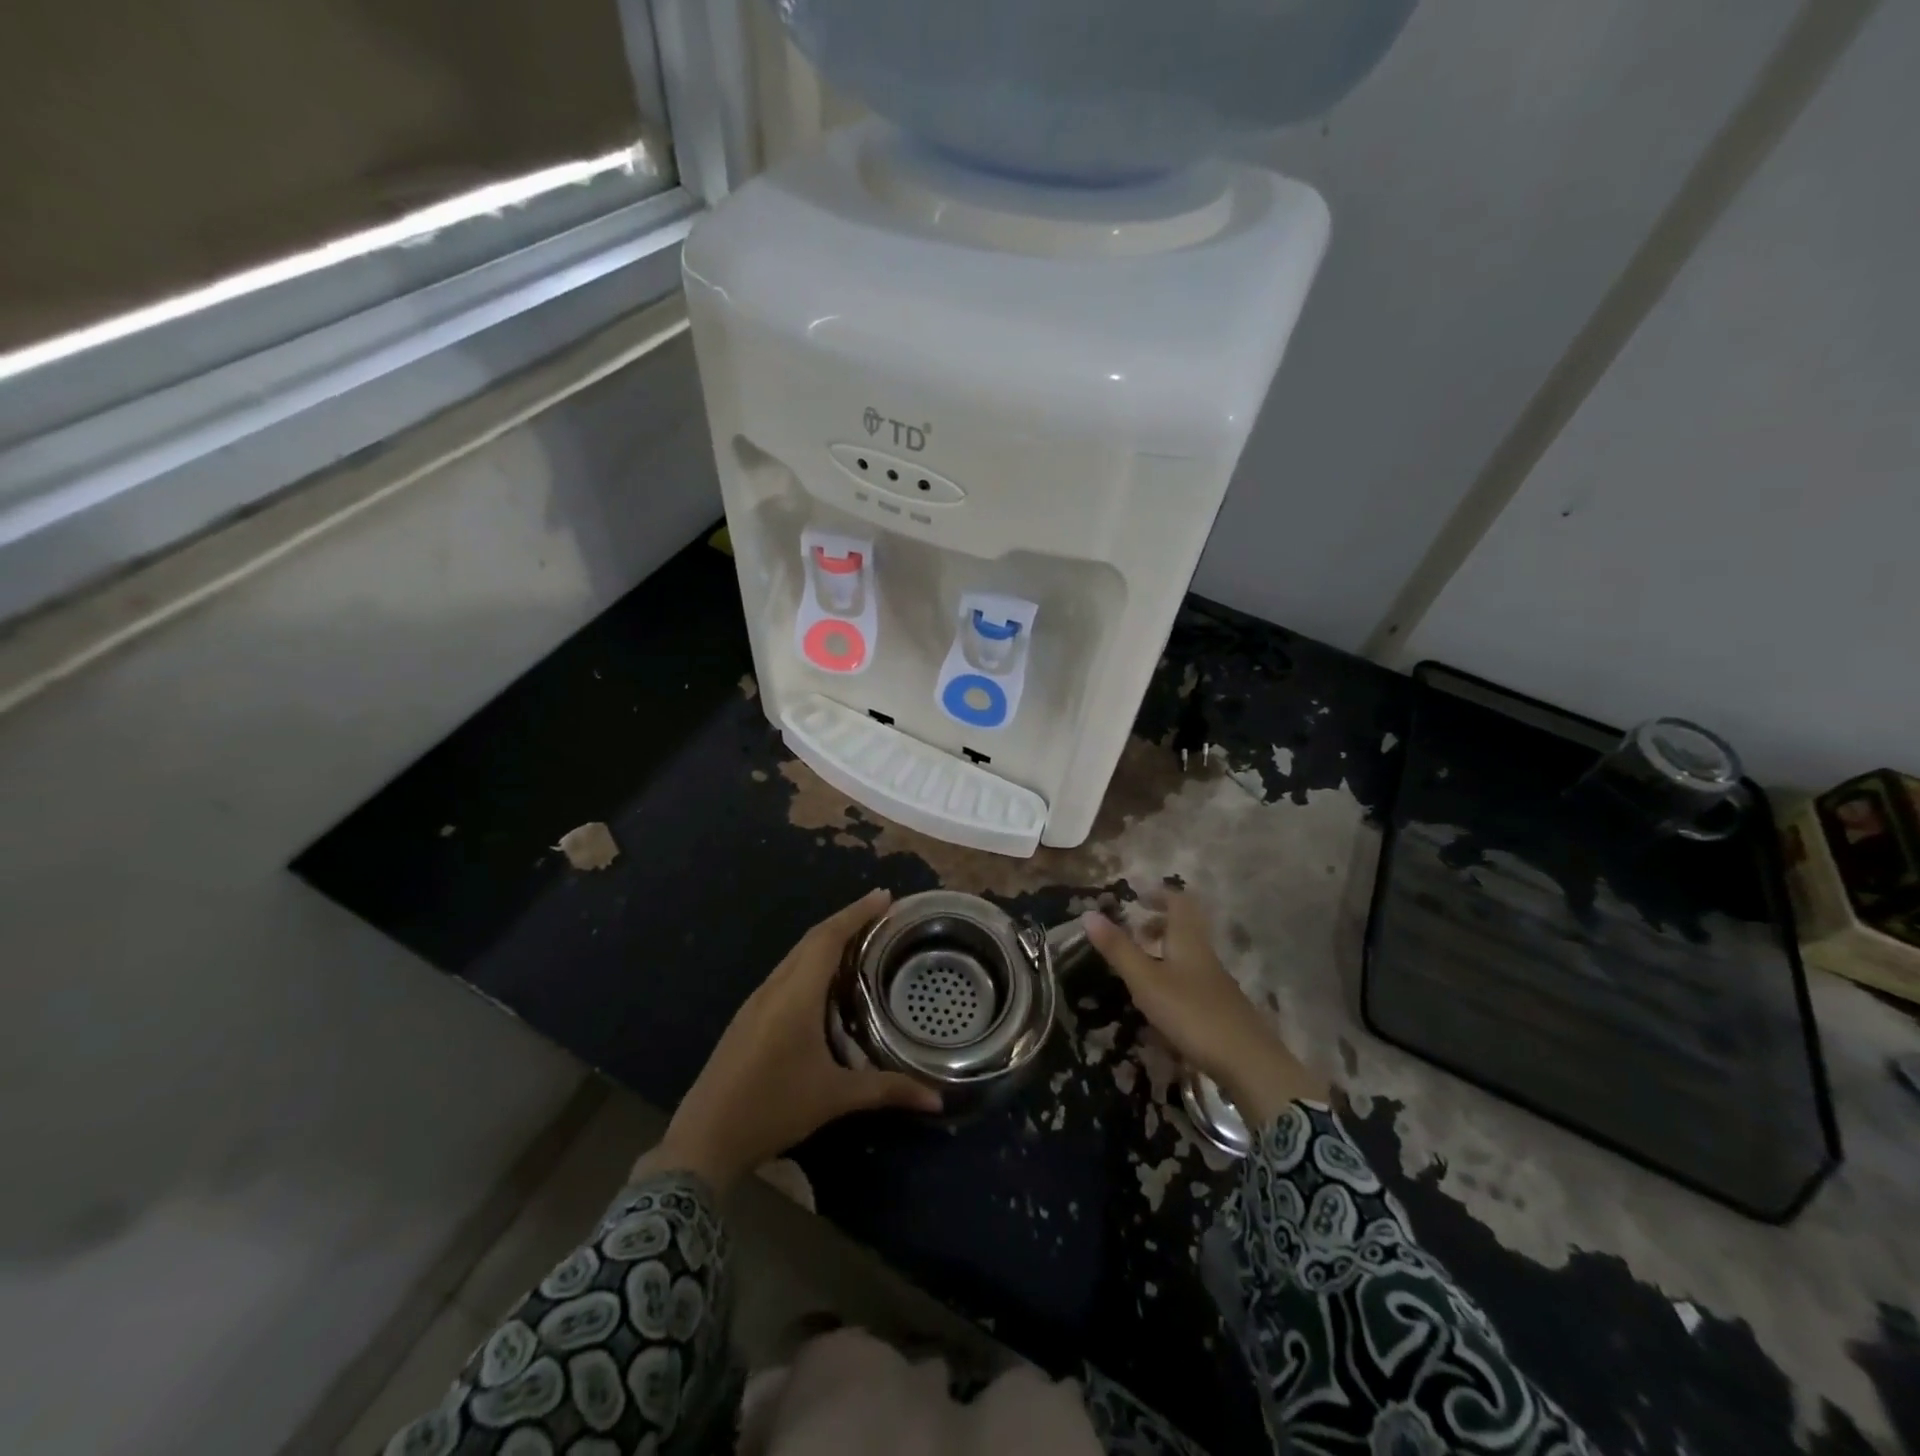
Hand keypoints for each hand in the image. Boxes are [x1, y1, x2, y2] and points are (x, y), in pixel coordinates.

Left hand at [648, 889, 941, 1192]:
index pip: (828, 938)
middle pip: (812, 939)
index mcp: (795, 994)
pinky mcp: (748, 1017)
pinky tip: (825, 982)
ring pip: (796, 956)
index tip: (884, 895)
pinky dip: (811, 963)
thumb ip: (886, 1090)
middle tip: (881, 913)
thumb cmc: (773, 1108)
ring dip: (827, 941)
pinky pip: (785, 974)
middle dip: (846, 920)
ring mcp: (756, 1002)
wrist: (703, 1140)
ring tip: (860, 940)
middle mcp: (774, 988)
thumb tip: (937, 1098)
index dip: (857, 913)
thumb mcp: (834, 1098)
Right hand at [1083, 890, 1327, 1126]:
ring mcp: (1216, 982)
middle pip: (1185, 927)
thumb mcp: (1146, 981)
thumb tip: (1088, 913)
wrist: (1249, 1063)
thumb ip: (1119, 949)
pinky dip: (1173, 977)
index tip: (1137, 897)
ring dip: (1165, 952)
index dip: (1159, 894)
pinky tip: (1161, 1001)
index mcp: (1188, 940)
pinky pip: (1193, 979)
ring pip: (1189, 954)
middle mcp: (1204, 954)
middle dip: (1159, 924)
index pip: (1178, 902)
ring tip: (1141, 966)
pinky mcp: (1221, 1007)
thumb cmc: (1192, 1013)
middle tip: (1134, 932)